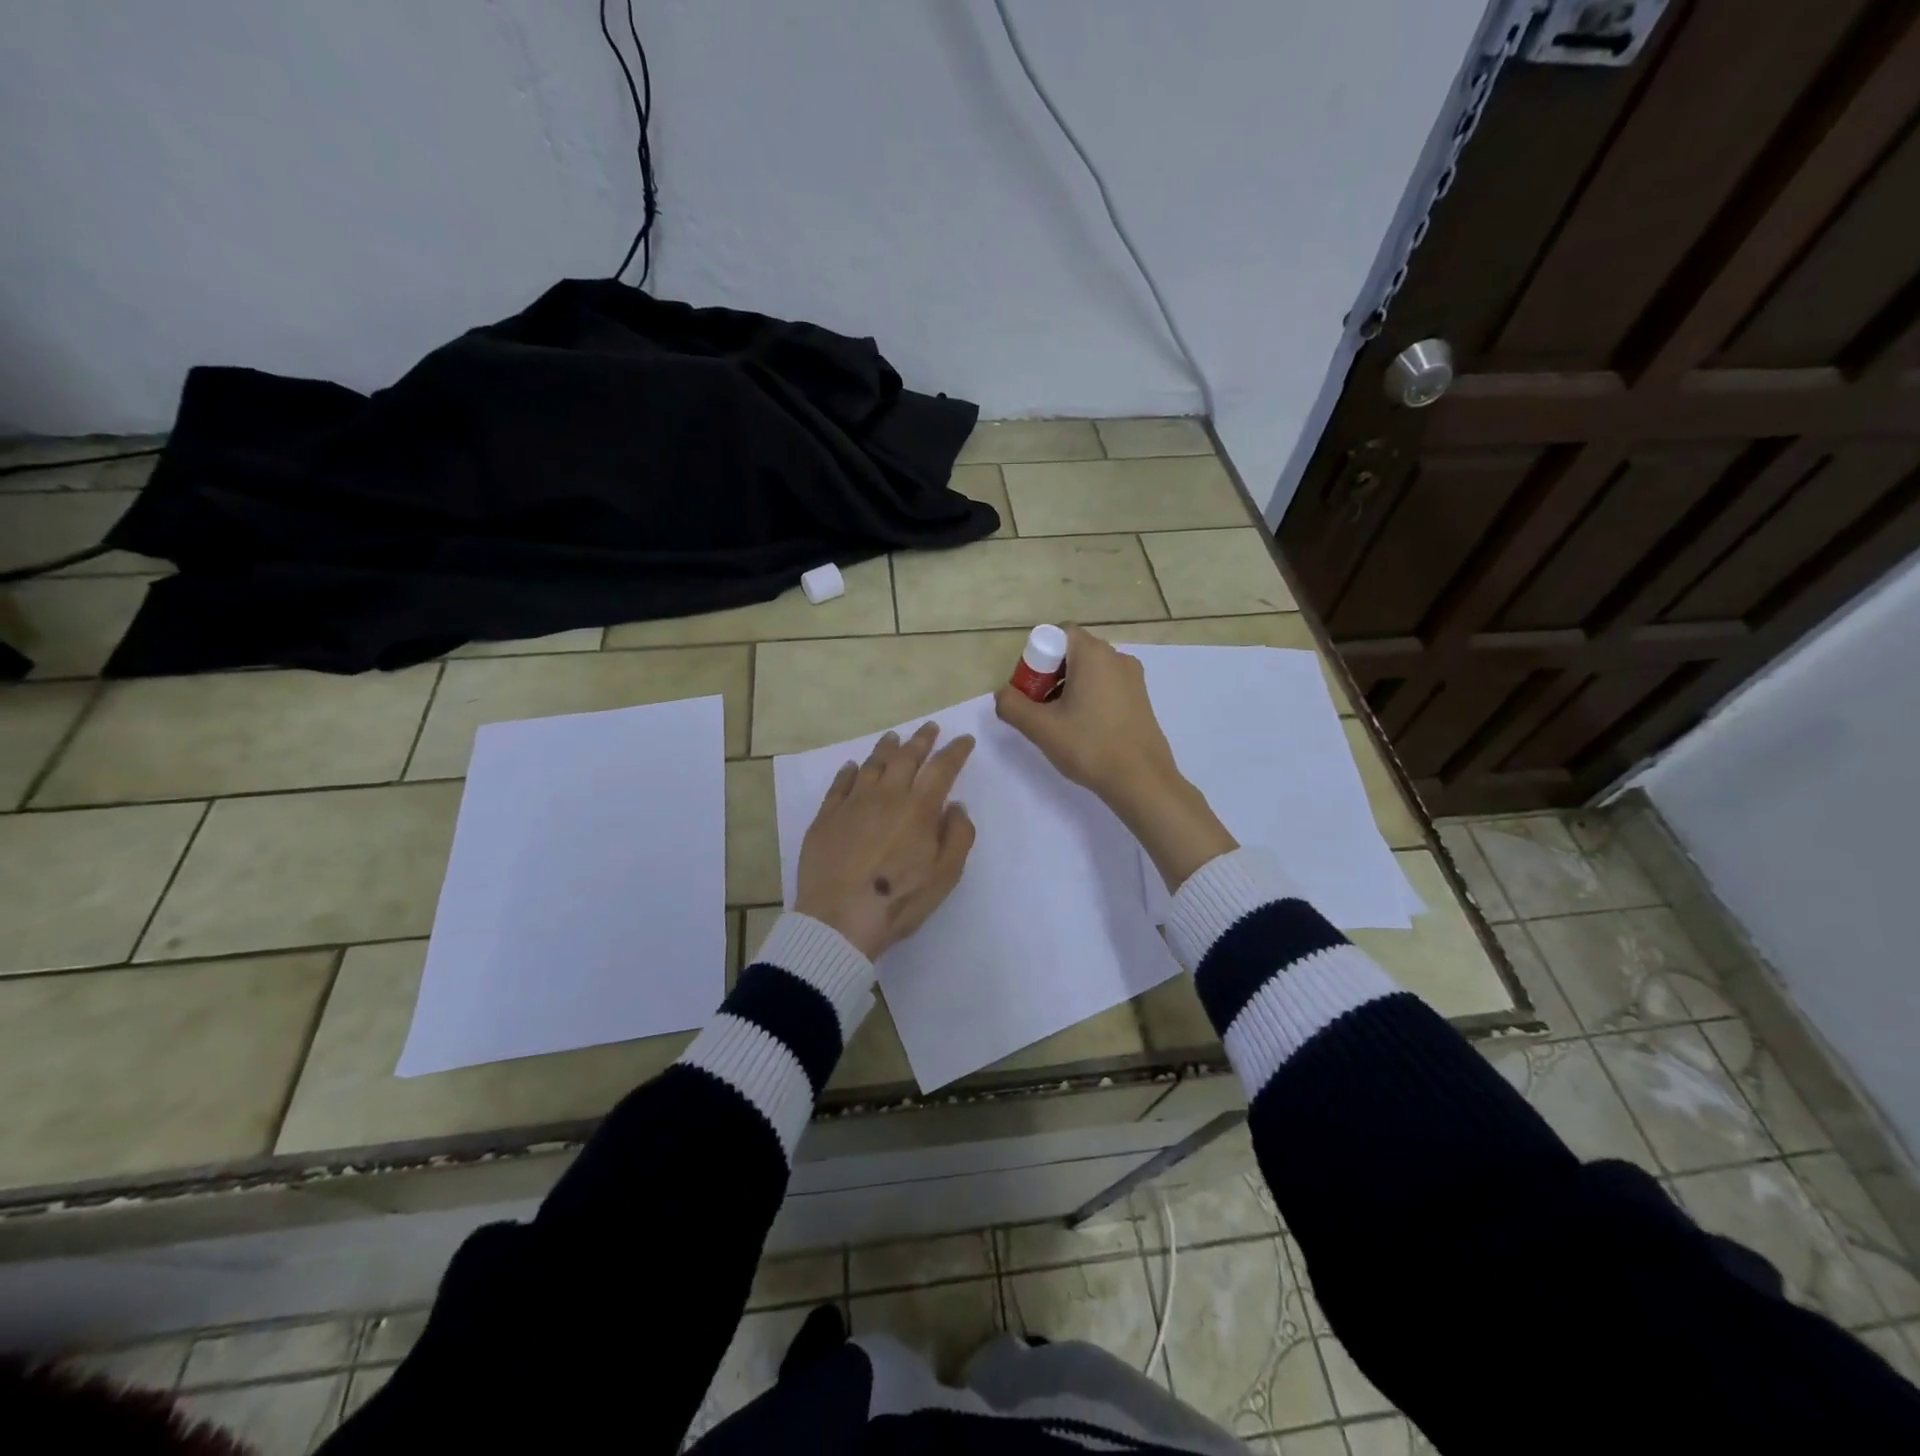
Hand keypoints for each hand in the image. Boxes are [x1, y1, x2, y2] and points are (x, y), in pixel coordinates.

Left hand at [794, 723, 976, 959]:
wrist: (839, 919)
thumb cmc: (899, 900)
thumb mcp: (945, 875)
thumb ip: (958, 835)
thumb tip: (955, 806)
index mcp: (919, 808)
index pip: (942, 768)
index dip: (955, 751)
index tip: (964, 740)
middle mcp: (886, 795)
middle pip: (906, 757)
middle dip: (921, 740)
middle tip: (930, 728)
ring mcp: (852, 803)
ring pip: (872, 764)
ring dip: (886, 748)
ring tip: (894, 738)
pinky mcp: (826, 816)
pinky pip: (840, 784)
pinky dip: (850, 771)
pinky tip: (853, 766)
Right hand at [995, 626, 1234, 891]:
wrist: (1142, 780)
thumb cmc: (1089, 746)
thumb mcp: (1041, 727)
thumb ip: (1012, 705)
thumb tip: (1003, 694)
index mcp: (1093, 654)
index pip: (1058, 634)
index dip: (1037, 657)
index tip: (1030, 689)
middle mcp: (1117, 657)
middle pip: (1072, 652)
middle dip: (1049, 675)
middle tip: (1039, 709)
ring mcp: (1133, 677)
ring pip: (1089, 671)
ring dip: (1068, 689)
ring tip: (1059, 724)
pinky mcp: (1141, 698)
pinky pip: (1106, 686)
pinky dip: (1089, 698)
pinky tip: (1083, 730)